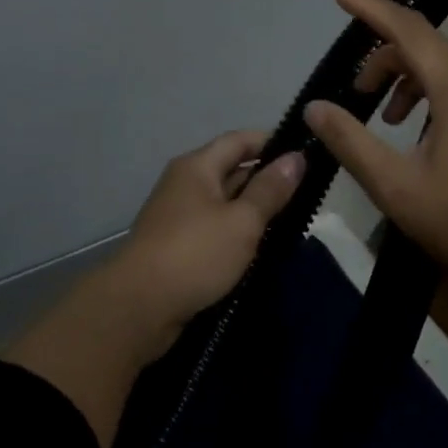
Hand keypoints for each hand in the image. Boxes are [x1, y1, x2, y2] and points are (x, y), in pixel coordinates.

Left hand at [4, 131, 304, 447]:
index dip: (273, 143)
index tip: (306, 155)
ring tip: (293, 220)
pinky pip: (215, 229)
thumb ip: (270, 190)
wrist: (139, 307)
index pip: (240, 140)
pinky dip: (237, 233)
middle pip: (232, 169)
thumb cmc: (195, 254)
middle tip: (308, 193)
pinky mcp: (177, 246)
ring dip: (254, 210)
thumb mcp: (242, 221)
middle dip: (267, 180)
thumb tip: (297, 157)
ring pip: (225, 203)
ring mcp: (178, 216)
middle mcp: (185, 184)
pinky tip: (261, 247)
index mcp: (197, 166)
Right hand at [302, 0, 447, 293]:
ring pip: (442, 66)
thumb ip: (350, 141)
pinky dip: (426, 93)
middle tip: (354, 88)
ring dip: (405, 77)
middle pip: (425, 44)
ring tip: (380, 113)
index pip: (409, 29)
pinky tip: (412, 130)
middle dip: (382, 54)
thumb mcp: (393, 186)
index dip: (372, 9)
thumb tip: (315, 107)